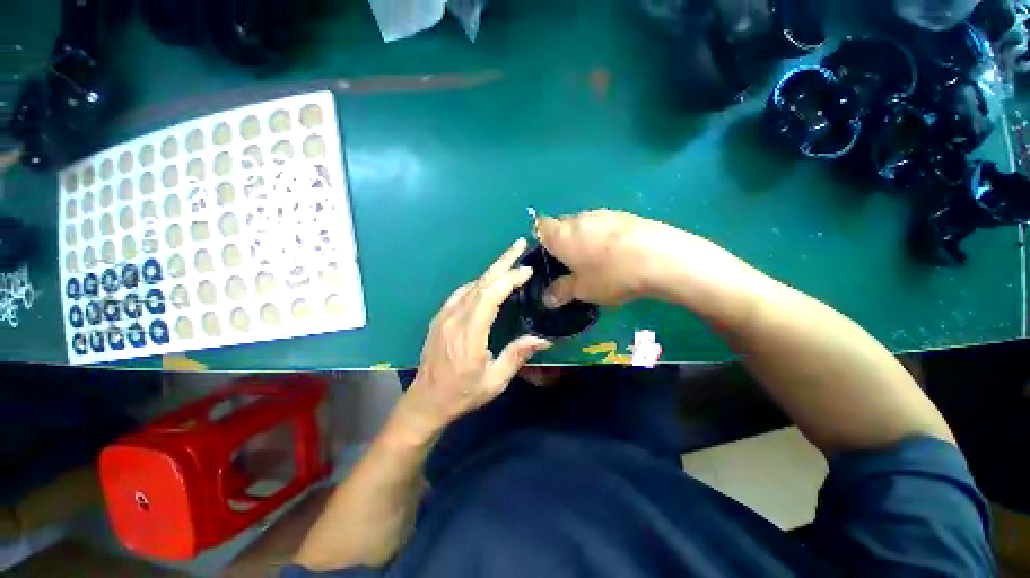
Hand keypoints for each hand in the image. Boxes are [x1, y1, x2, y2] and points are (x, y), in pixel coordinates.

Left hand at [396, 238, 551, 441]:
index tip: (527, 270)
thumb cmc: (462, 394)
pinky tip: (488, 281)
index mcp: (468, 334)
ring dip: (491, 270)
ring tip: (509, 259)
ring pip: (470, 285)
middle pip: (480, 283)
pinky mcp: (440, 318)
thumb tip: (544, 339)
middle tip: (518, 244)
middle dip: (502, 261)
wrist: (426, 401)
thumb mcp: (494, 381)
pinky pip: (461, 293)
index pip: (489, 296)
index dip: (509, 279)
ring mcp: (444, 316)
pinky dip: (478, 282)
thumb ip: (517, 355)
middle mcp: (454, 319)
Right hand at [537, 209, 691, 306]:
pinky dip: (605, 237)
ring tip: (597, 261)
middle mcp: (579, 219)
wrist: (660, 258)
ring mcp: (603, 214)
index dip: (541, 239)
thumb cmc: (610, 275)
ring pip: (585, 225)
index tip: (548, 257)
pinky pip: (605, 226)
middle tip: (571, 264)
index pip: (540, 227)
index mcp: (561, 235)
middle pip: (563, 226)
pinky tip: (619, 254)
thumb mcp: (582, 290)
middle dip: (564, 242)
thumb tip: (547, 299)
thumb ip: (561, 292)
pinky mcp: (625, 216)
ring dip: (585, 239)